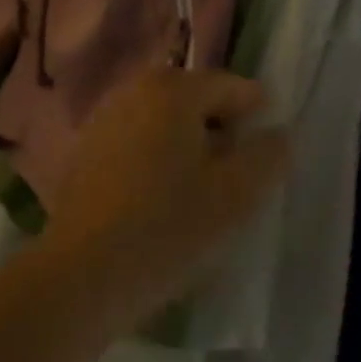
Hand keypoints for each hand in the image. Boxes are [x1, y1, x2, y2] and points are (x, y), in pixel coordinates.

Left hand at [44, 67, 289, 322]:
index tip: (264, 157)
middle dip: (220, 130)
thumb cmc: (168, 228)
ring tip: (198, 191)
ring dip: (187, 145)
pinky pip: (136, 141)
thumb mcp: (236, 195)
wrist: (83, 273)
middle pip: (195, 99)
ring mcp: (103, 118)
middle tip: (233, 176)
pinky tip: (159, 199)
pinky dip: (155, 158)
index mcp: (173, 89)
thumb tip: (277, 133)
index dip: (257, 117)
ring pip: (163, 121)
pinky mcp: (84, 150)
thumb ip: (267, 156)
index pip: (232, 87)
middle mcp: (134, 90)